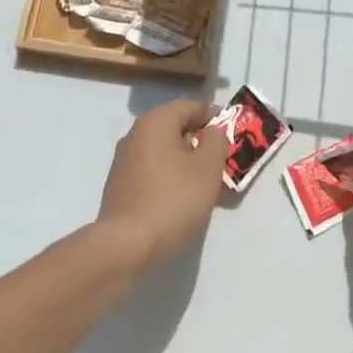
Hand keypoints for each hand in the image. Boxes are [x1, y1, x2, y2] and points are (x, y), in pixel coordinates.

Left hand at [94, 97, 223, 275]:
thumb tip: (211, 131)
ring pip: (165, 151)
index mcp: (156, 121)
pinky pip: (153, 170)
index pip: (192, 106)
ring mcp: (124, 160)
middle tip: (222, 163)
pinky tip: (182, 199)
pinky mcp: (120, 185)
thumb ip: (216, 141)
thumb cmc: (173, 200)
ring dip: (187, 162)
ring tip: (206, 185)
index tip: (233, 136)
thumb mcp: (207, 168)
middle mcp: (136, 134)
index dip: (215, 117)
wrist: (126, 246)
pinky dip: (170, 177)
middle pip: (176, 127)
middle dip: (201, 142)